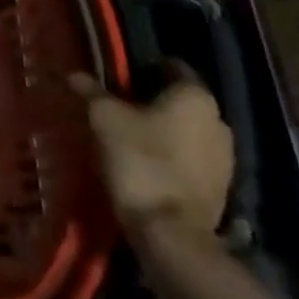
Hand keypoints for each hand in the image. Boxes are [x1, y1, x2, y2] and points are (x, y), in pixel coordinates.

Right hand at [69, 65, 233, 240]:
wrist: (170, 233)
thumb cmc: (140, 160)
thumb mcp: (104, 118)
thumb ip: (91, 92)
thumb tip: (74, 74)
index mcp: (195, 96)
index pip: (171, 65)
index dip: (142, 67)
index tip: (117, 77)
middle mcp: (219, 120)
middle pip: (179, 99)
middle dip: (151, 100)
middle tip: (117, 106)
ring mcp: (225, 157)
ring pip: (187, 130)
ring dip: (162, 130)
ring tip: (128, 137)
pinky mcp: (221, 187)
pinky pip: (192, 158)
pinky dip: (171, 156)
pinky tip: (145, 164)